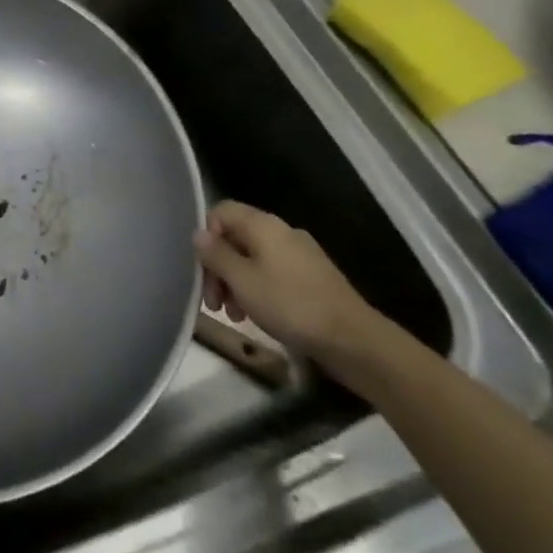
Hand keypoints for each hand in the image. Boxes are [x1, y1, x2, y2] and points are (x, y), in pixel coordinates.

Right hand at [197, 201, 380, 363]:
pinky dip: (258, 289)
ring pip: (253, 259)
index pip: (221, 212)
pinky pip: (273, 273)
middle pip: (236, 238)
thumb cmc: (290, 305)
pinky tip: (257, 315)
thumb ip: (216, 254)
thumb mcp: (242, 280)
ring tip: (234, 315)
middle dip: (219, 267)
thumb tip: (198, 234)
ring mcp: (300, 255)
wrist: (353, 339)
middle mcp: (281, 232)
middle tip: (213, 302)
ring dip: (236, 283)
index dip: (206, 236)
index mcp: (263, 225)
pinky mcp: (312, 278)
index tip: (203, 268)